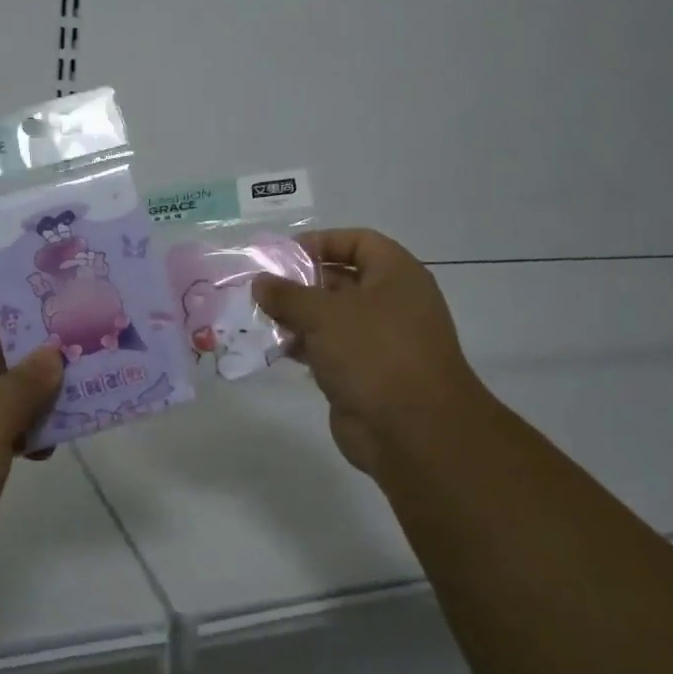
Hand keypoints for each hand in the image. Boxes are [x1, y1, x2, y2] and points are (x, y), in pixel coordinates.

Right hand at [253, 228, 488, 482]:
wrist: (414, 432)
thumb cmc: (374, 353)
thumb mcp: (324, 314)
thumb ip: (287, 295)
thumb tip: (260, 282)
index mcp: (396, 276)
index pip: (358, 242)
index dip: (322, 242)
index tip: (283, 254)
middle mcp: (391, 303)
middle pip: (341, 280)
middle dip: (301, 282)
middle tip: (260, 286)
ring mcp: (380, 341)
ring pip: (332, 318)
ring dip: (297, 317)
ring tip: (258, 317)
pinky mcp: (365, 374)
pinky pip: (329, 350)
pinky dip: (303, 346)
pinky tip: (273, 348)